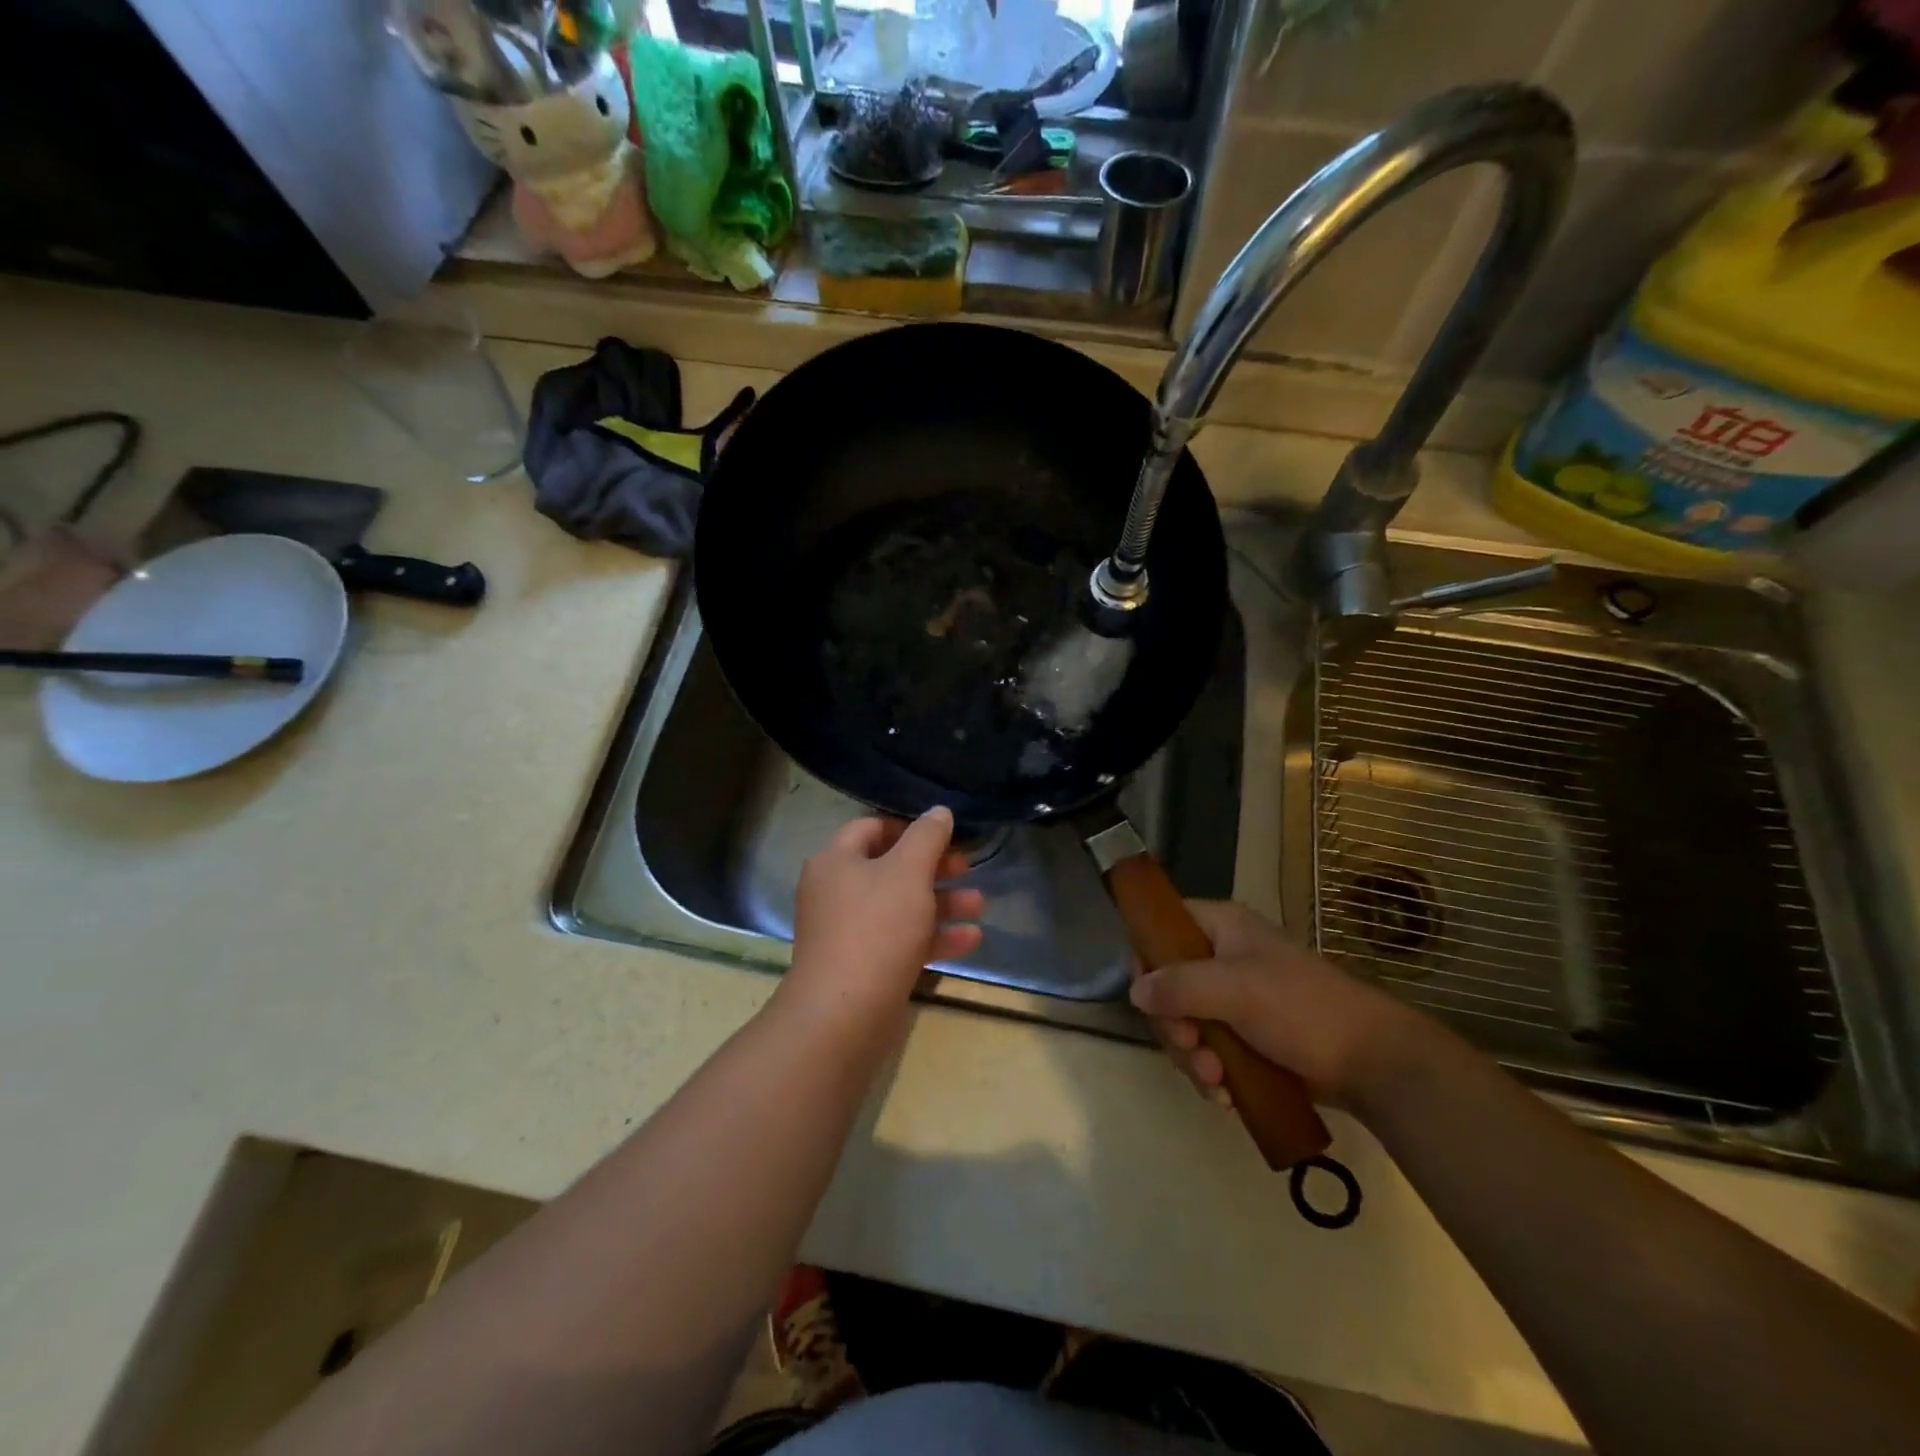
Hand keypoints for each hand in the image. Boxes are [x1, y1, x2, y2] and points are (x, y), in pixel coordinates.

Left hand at [783, 808, 984, 1018]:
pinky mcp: (863, 966)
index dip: (908, 827)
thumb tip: (938, 811)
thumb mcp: (909, 872)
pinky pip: (901, 941)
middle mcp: (836, 892)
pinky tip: (971, 940)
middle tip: (967, 867)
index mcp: (836, 861)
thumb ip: (927, 837)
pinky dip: (933, 937)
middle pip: (890, 868)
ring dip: (942, 903)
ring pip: (901, 907)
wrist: (844, 1013)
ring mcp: (848, 932)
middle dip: (934, 868)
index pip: (871, 828)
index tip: (944, 834)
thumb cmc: (876, 927)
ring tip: (980, 905)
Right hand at [1130, 900, 1433, 1111]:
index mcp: (1221, 928)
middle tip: (1191, 1048)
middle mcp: (1221, 958)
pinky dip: (1210, 1073)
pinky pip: (1208, 1050)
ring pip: (1185, 1023)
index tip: (1149, 997)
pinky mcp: (1246, 1038)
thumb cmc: (1302, 1009)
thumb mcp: (1236, 989)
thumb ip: (1179, 986)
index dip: (1148, 958)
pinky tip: (1226, 1096)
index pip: (1163, 927)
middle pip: (1167, 985)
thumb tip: (1134, 992)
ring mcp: (1235, 999)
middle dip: (1174, 1025)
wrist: (1373, 1063)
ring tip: (1216, 1082)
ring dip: (1192, 1057)